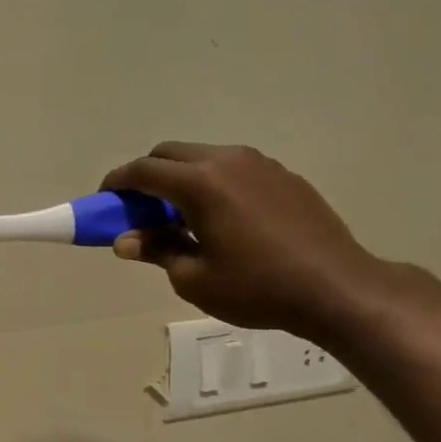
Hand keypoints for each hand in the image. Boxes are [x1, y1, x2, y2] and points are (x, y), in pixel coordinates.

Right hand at [102, 143, 384, 338]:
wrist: (336, 288)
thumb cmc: (256, 288)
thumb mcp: (193, 278)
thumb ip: (156, 249)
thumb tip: (125, 239)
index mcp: (200, 183)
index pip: (143, 170)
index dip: (117, 183)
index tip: (104, 199)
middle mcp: (228, 160)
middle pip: (170, 153)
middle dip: (146, 175)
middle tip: (138, 209)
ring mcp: (260, 164)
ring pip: (203, 157)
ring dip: (180, 178)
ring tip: (179, 216)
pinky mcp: (284, 175)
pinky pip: (234, 168)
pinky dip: (212, 183)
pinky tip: (220, 219)